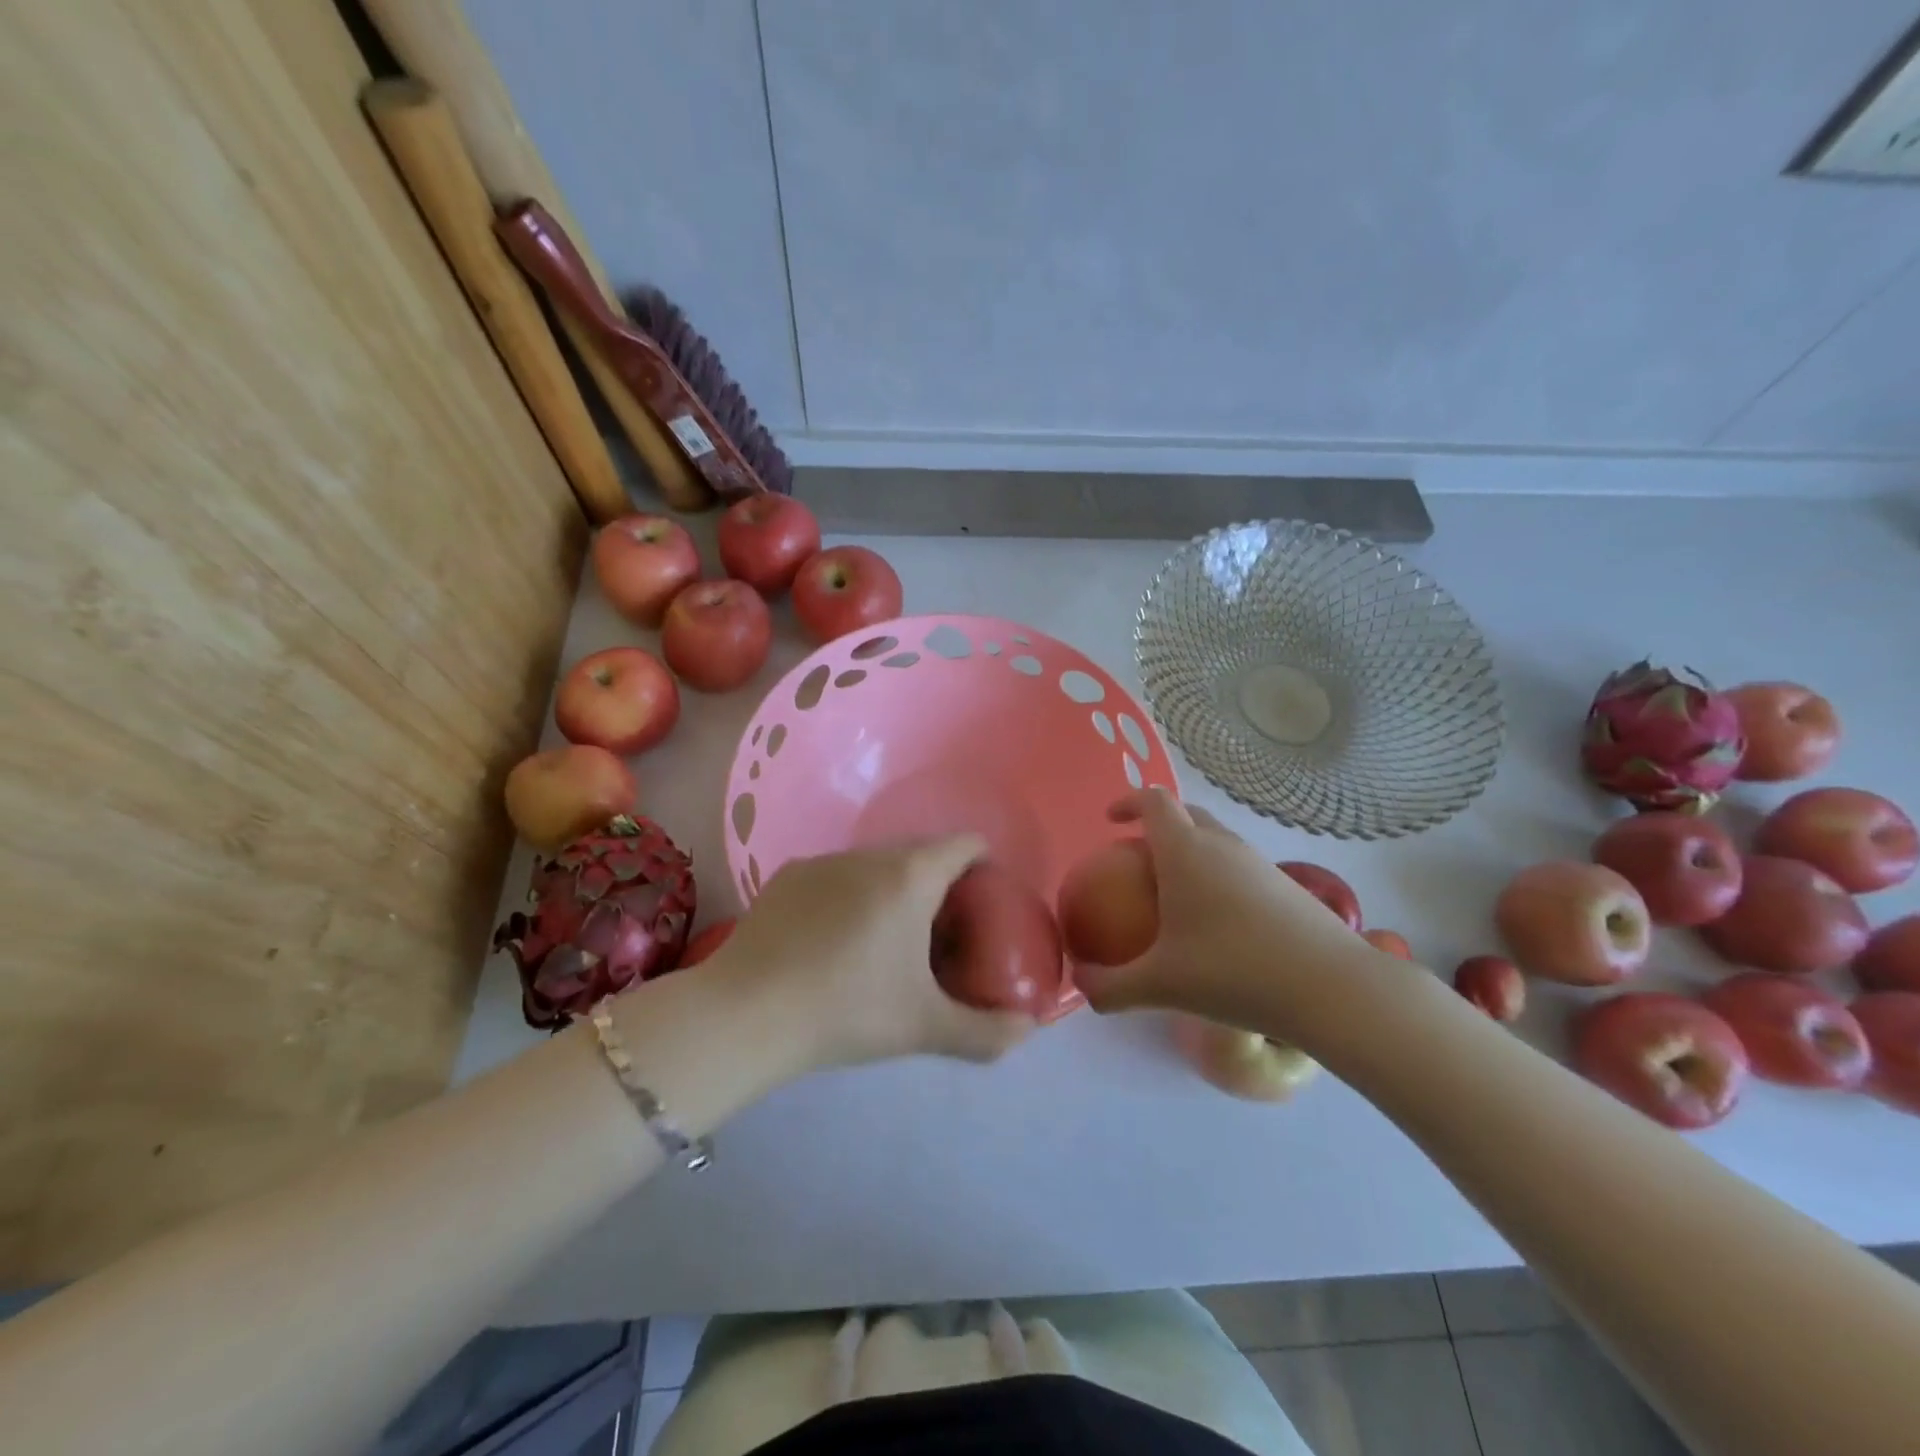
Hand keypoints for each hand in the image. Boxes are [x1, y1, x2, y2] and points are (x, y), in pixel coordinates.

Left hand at [710, 837, 1034, 1071]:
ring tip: (884, 942)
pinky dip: (849, 897)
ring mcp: (823, 861)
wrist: (745, 1014)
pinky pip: (836, 877)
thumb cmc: (848, 1010)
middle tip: (940, 936)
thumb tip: (1028, 1029)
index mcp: (911, 876)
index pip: (965, 844)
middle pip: (921, 854)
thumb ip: (987, 1031)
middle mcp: (869, 854)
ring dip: (892, 890)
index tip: (984, 906)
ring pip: (876, 865)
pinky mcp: (787, 876)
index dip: (984, 868)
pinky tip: (832, 944)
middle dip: (939, 886)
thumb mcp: (925, 1027)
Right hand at [1073, 789, 1381, 1043]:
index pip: (1154, 801)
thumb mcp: (1160, 986)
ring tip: (1175, 896)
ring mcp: (1259, 863)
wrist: (1331, 989)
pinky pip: (1239, 867)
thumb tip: (1080, 987)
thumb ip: (1110, 988)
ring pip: (1216, 840)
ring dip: (1191, 852)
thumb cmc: (1233, 972)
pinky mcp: (1286, 887)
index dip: (1128, 801)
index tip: (1111, 821)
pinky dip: (1218, 878)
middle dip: (1158, 825)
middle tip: (1138, 859)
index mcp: (1186, 851)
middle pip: (1186, 814)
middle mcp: (1222, 845)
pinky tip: (1218, 927)